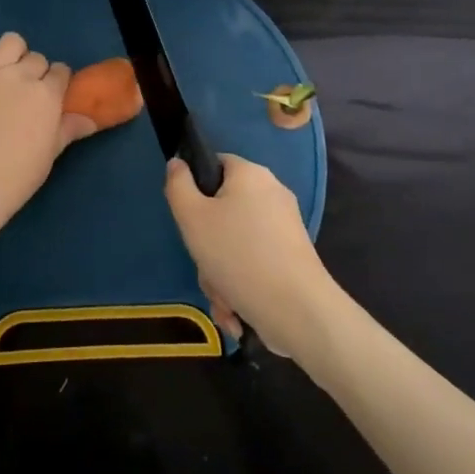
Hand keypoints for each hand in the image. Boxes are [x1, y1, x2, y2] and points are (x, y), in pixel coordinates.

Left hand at [0, 31, 97, 229]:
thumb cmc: (14, 177)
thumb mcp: (49, 156)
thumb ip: (68, 131)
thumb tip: (90, 120)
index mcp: (46, 94)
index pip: (61, 72)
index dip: (58, 82)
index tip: (52, 96)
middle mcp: (18, 76)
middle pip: (36, 58)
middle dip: (36, 71)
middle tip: (26, 94)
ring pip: (8, 42)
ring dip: (13, 52)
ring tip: (5, 72)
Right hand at [165, 154, 337, 357]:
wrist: (296, 309)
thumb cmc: (237, 254)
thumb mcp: (192, 217)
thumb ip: (178, 185)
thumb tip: (178, 163)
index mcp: (251, 174)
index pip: (216, 164)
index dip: (196, 187)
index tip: (189, 218)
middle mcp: (273, 193)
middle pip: (223, 210)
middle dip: (207, 245)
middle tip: (205, 265)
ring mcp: (286, 227)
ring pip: (236, 243)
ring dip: (220, 273)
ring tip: (223, 297)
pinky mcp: (293, 257)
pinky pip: (254, 262)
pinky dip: (241, 284)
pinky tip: (236, 310)